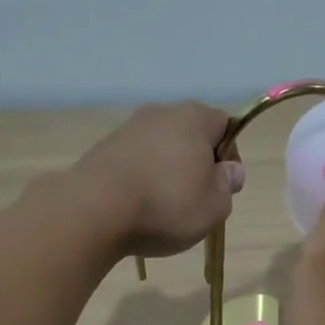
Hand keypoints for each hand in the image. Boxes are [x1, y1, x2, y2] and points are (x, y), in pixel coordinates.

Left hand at [73, 102, 245, 258]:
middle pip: (191, 135)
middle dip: (197, 163)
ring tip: (164, 207)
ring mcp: (128, 128)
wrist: (94, 210)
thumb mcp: (215, 205)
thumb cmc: (167, 205)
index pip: (225, 125)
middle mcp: (160, 113)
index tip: (224, 185)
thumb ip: (228, 184)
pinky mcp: (103, 148)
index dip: (230, 155)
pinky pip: (135, 161)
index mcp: (194, 118)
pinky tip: (138, 205)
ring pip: (161, 148)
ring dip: (168, 171)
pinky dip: (142, 178)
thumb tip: (230, 170)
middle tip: (197, 199)